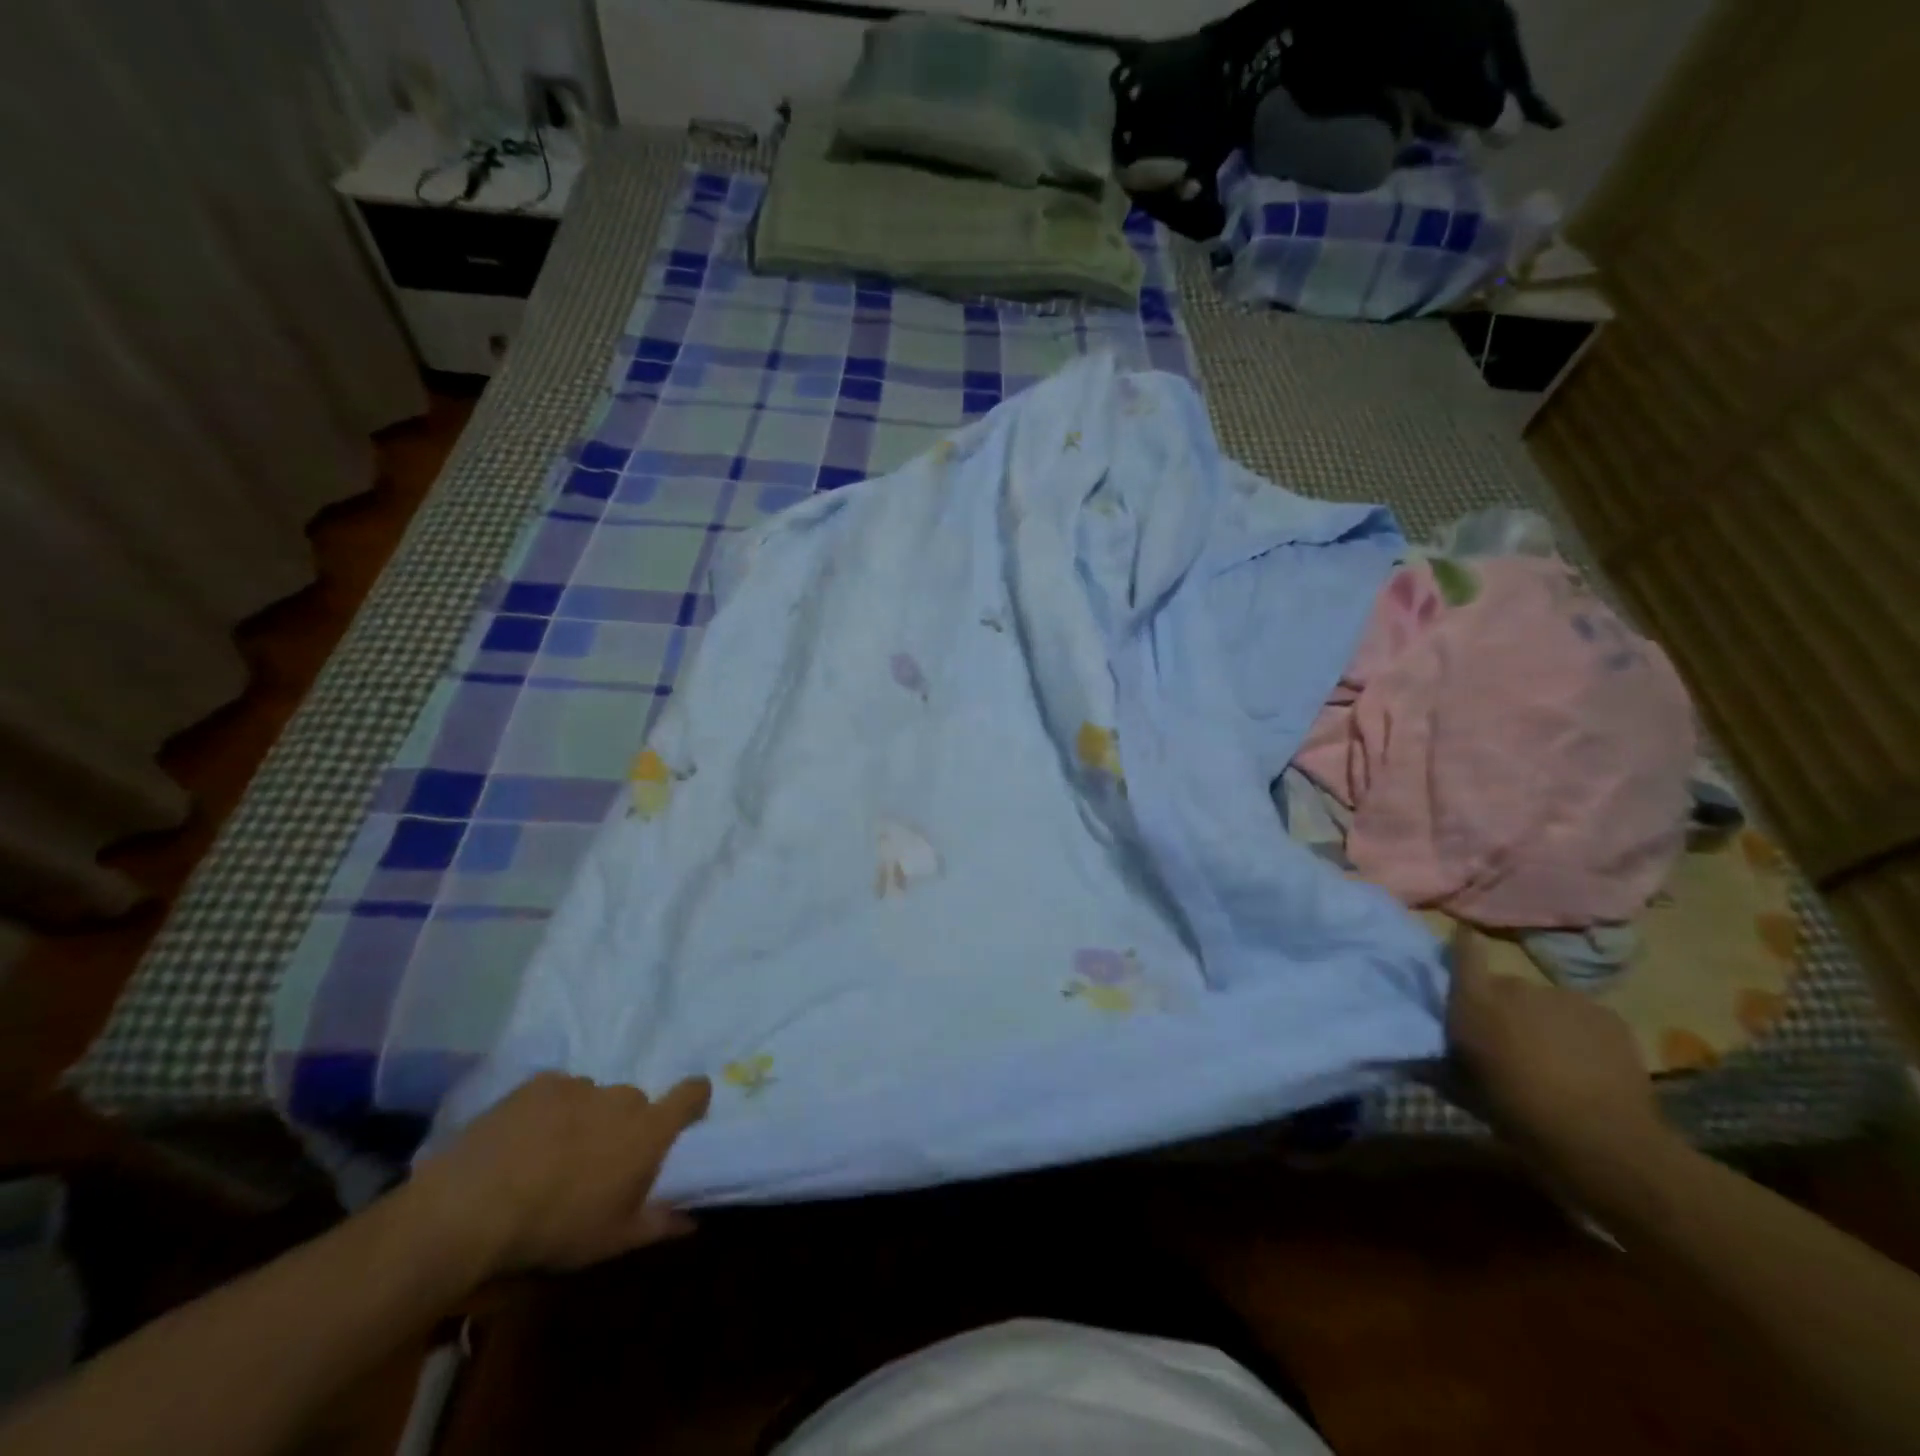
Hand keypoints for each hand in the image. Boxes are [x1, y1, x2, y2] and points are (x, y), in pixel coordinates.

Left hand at [410, 1072, 711, 1277]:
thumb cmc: (555, 1228)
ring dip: (585, 1118)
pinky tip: (524, 1141)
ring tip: (551, 1154)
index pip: (692, 1094)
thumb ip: (658, 1223)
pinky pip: (558, 1092)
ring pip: (595, 1098)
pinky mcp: (540, 1083)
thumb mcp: (611, 1240)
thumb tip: (693, 1222)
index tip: (687, 1114)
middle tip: (597, 1161)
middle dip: (623, 1125)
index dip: (694, 1098)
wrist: (472, 1207)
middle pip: (636, 1102)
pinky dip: (550, 1111)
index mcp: (648, 1130)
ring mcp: (580, 1086)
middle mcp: (622, 1098)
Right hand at [1444, 927, 1664, 1178]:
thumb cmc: (1518, 1112)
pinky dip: (1579, 1033)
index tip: (1463, 944)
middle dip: (1506, 1007)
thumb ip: (1440, 1063)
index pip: (1464, 951)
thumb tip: (1415, 1057)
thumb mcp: (1463, 1091)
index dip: (1463, 945)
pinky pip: (1582, 1016)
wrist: (1603, 1139)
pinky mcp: (1606, 1015)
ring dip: (1543, 1021)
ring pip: (1545, 1003)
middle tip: (1511, 1041)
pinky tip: (1586, 1065)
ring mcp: (1565, 998)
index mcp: (1475, 1000)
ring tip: (1553, 1058)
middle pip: (1506, 986)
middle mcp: (1517, 987)